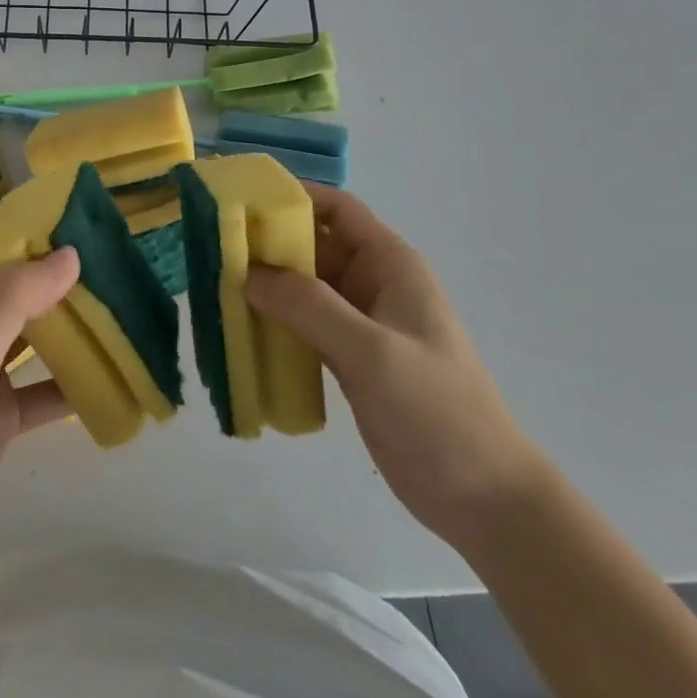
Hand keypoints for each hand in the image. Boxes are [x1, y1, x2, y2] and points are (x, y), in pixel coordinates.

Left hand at [0, 224, 79, 578]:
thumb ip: (16, 297)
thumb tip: (69, 253)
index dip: (19, 227)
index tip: (70, 220)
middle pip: (12, 286)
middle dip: (54, 274)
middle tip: (109, 262)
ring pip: (31, 336)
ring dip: (67, 325)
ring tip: (117, 307)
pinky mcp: (0, 416)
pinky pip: (42, 389)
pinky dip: (72, 383)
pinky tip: (111, 376)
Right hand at [247, 185, 546, 544]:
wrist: (483, 500)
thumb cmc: (437, 411)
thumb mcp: (372, 352)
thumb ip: (310, 307)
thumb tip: (248, 273)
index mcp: (390, 264)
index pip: (336, 209)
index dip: (293, 197)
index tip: (241, 201)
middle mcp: (373, 283)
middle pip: (312, 246)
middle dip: (267, 243)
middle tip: (213, 247)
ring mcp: (360, 322)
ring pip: (303, 286)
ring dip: (266, 285)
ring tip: (216, 285)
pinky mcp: (349, 358)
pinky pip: (303, 324)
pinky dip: (274, 321)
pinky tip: (241, 330)